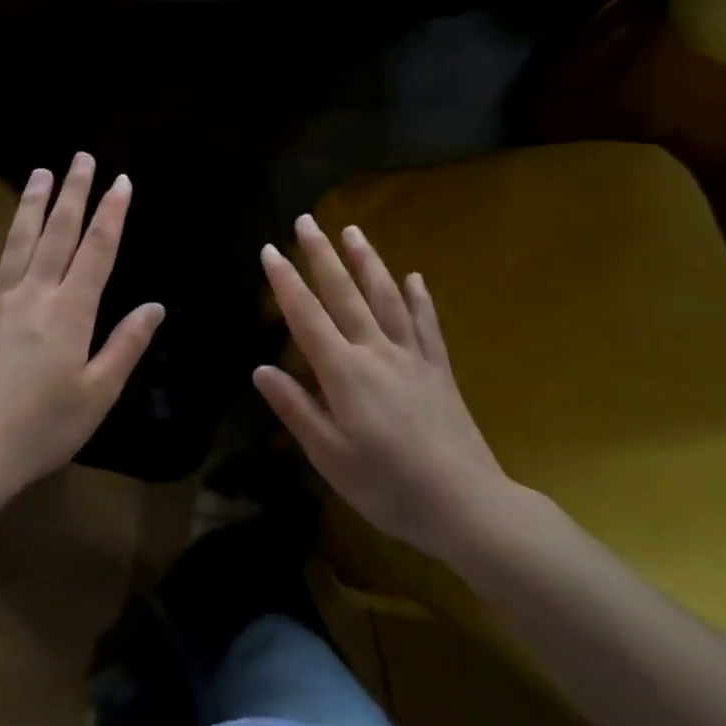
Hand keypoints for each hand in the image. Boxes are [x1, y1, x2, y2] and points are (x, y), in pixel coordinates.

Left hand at [0, 153, 163, 497]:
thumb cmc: (45, 427)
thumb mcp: (98, 393)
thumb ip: (126, 345)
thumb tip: (155, 306)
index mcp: (72, 312)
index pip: (98, 251)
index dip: (112, 214)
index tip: (121, 181)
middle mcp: (36, 297)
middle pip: (57, 235)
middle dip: (72, 194)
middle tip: (80, 158)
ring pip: (17, 244)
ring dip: (30, 206)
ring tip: (39, 174)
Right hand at [253, 216, 527, 563]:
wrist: (466, 504)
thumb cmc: (387, 485)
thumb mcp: (329, 456)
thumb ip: (295, 408)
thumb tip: (260, 369)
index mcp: (344, 372)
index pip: (306, 317)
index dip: (286, 282)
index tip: (270, 249)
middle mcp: (376, 351)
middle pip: (345, 294)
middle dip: (322, 255)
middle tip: (307, 220)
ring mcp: (412, 356)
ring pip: (386, 297)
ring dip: (368, 261)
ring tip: (353, 231)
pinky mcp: (440, 369)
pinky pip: (427, 324)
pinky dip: (419, 298)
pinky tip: (415, 277)